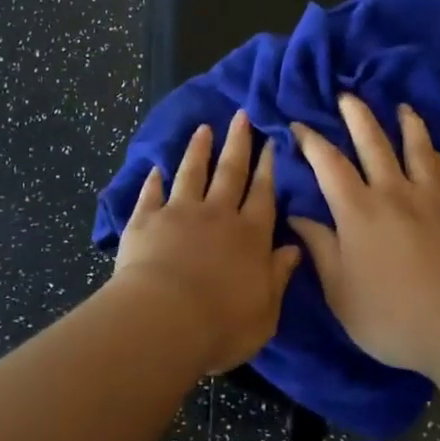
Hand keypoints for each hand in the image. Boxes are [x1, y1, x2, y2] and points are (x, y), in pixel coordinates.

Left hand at [112, 111, 302, 375]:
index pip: (263, 194)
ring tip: (203, 128)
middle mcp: (218, 215)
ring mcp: (179, 213)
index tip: (270, 142)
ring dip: (198, 150)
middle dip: (238, 143)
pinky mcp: (145, 220)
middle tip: (241, 115)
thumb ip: (278, 277)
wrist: (163, 320)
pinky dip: (153, 181)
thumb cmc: (221, 324)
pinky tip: (155, 168)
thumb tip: (294, 249)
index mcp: (250, 236)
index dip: (268, 167)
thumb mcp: (266, 311)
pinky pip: (151, 194)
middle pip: (231, 172)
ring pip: (192, 173)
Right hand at [290, 95, 439, 374]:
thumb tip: (298, 215)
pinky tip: (433, 150)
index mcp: (358, 211)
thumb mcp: (340, 291)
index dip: (311, 140)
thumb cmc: (390, 317)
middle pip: (372, 140)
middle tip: (346, 95)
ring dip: (405, 122)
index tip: (298, 124)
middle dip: (356, 114)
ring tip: (400, 107)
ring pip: (416, 145)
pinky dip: (435, 153)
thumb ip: (320, 248)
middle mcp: (392, 191)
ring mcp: (430, 196)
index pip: (328, 163)